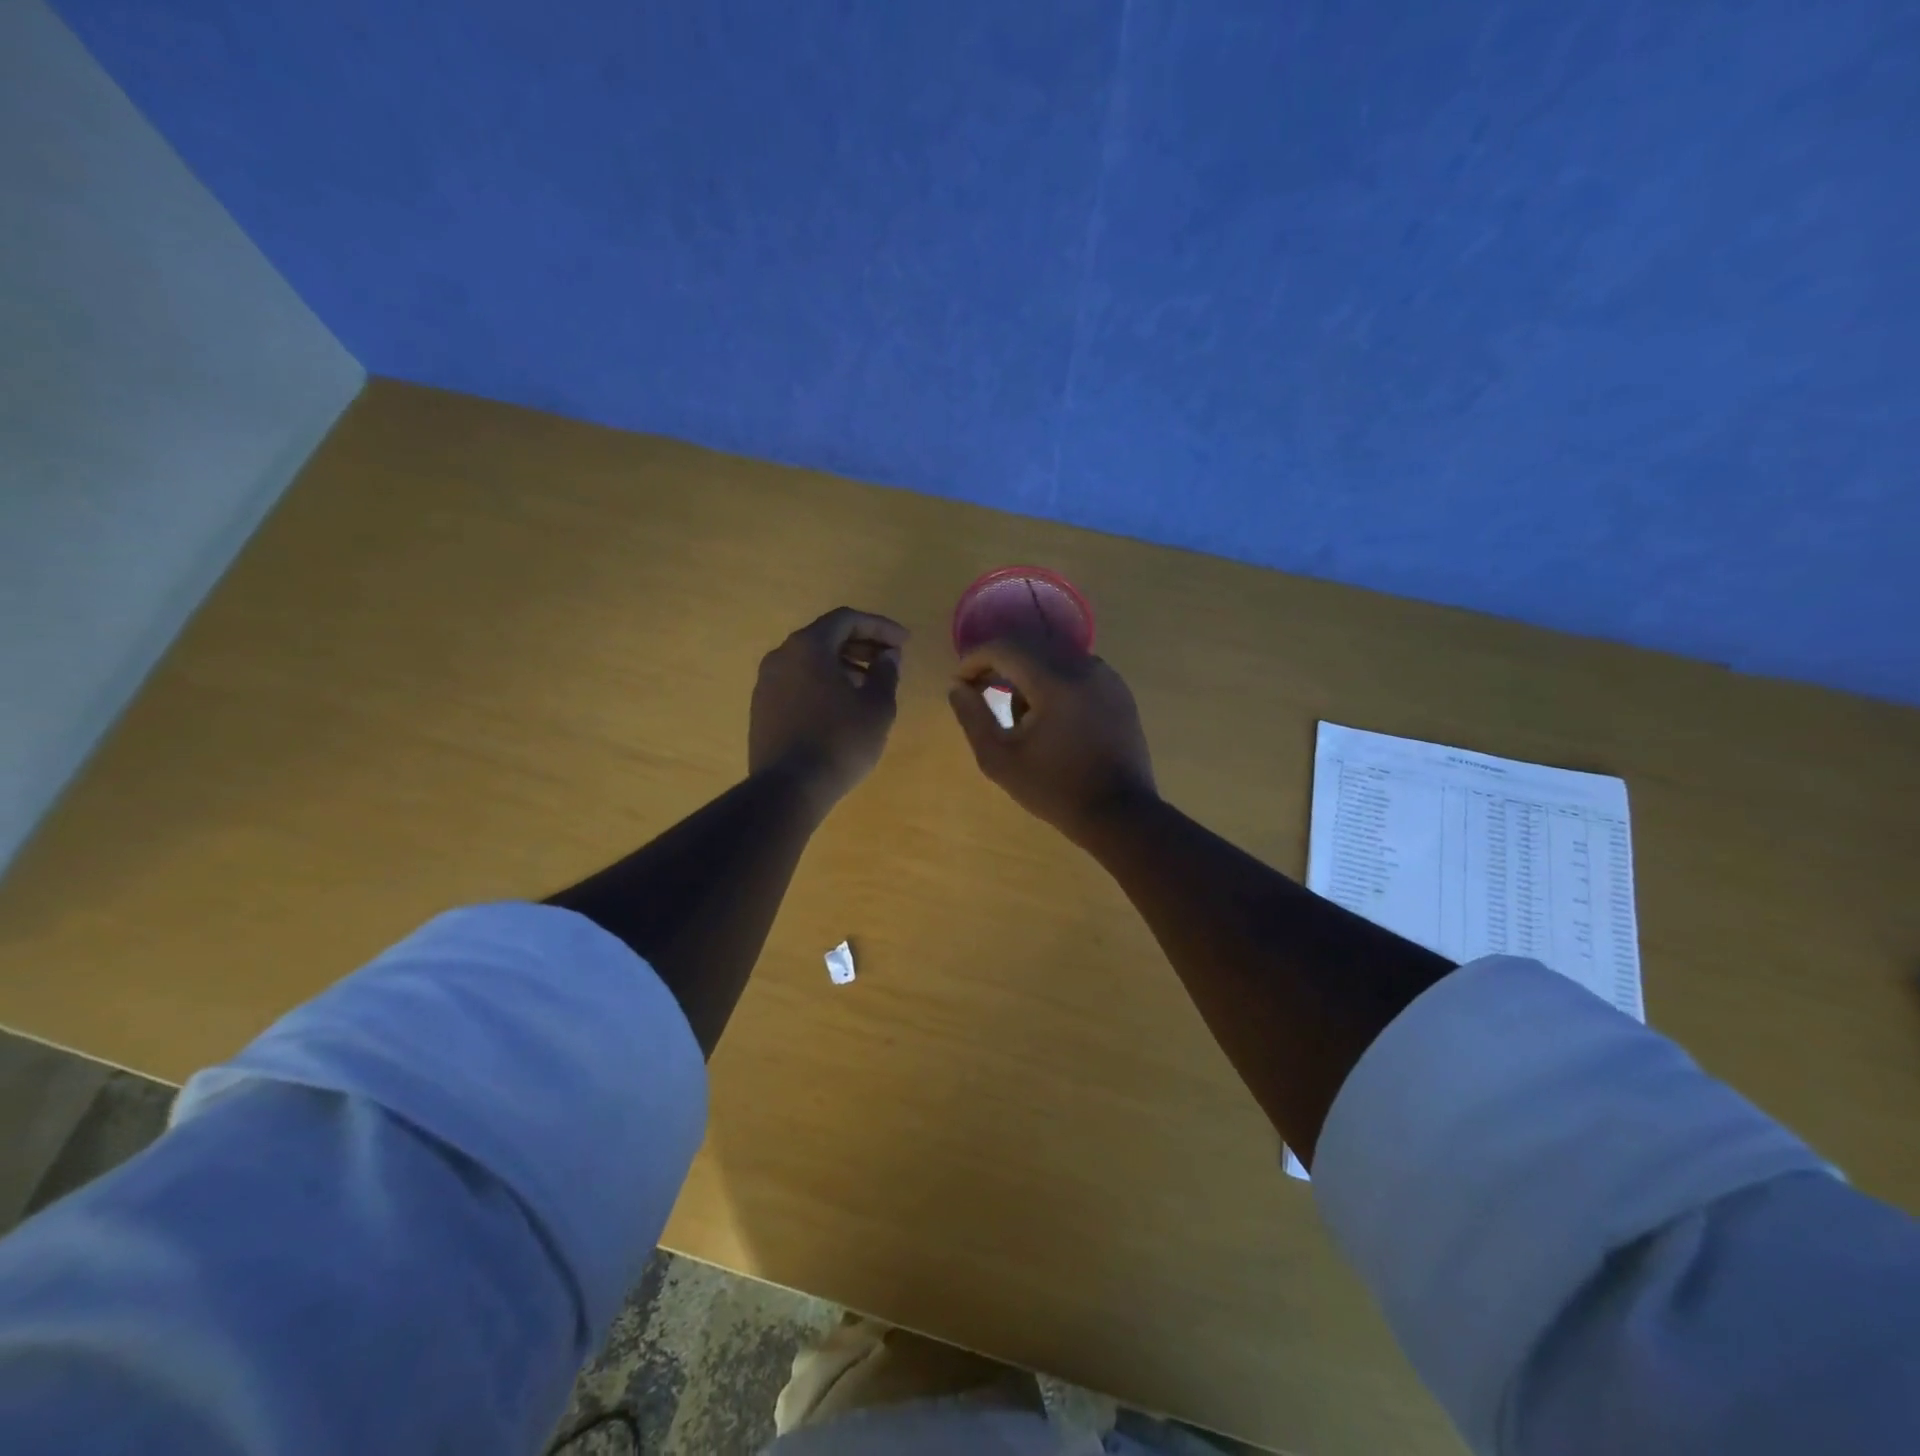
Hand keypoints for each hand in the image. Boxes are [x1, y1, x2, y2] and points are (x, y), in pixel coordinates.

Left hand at [750, 607, 908, 813]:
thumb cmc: (840, 741)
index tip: (904, 642)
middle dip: (862, 644)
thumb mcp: (877, 706)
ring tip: (869, 685)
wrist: (789, 788)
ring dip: (843, 664)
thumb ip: (886, 673)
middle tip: (889, 660)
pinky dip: (823, 682)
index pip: (847, 619)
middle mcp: (781, 656)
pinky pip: (798, 681)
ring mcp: (766, 682)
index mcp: (808, 646)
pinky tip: (842, 706)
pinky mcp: (762, 707)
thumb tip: (888, 656)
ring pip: (810, 660)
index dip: (880, 626)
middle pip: (826, 636)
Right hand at [947, 639, 1156, 843]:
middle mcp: (1083, 666)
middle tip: (979, 691)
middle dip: (999, 665)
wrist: (1119, 814)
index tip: (960, 684)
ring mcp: (1106, 676)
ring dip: (1027, 675)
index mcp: (1054, 680)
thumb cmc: (1054, 789)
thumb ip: (973, 717)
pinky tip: (1049, 718)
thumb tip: (958, 687)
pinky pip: (1076, 671)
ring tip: (1017, 715)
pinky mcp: (1118, 691)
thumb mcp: (1001, 759)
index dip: (974, 660)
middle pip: (1029, 647)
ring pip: (1053, 657)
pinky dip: (1054, 682)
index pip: (1005, 648)